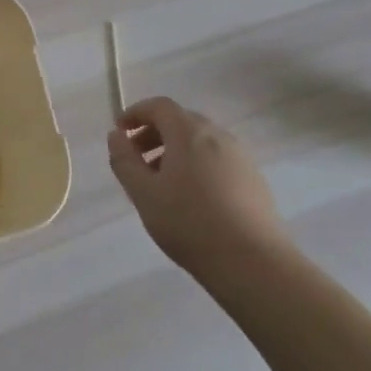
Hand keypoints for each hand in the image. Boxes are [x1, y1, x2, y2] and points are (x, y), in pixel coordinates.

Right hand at [107, 96, 287, 276]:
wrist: (253, 263)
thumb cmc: (190, 223)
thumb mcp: (144, 194)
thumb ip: (125, 161)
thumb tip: (116, 136)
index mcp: (189, 133)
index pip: (159, 106)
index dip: (136, 113)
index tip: (120, 131)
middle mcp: (218, 136)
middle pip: (181, 121)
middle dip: (154, 133)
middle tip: (136, 159)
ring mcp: (240, 157)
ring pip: (200, 142)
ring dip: (175, 151)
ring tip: (161, 183)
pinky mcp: (254, 180)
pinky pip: (217, 159)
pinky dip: (197, 165)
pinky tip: (192, 198)